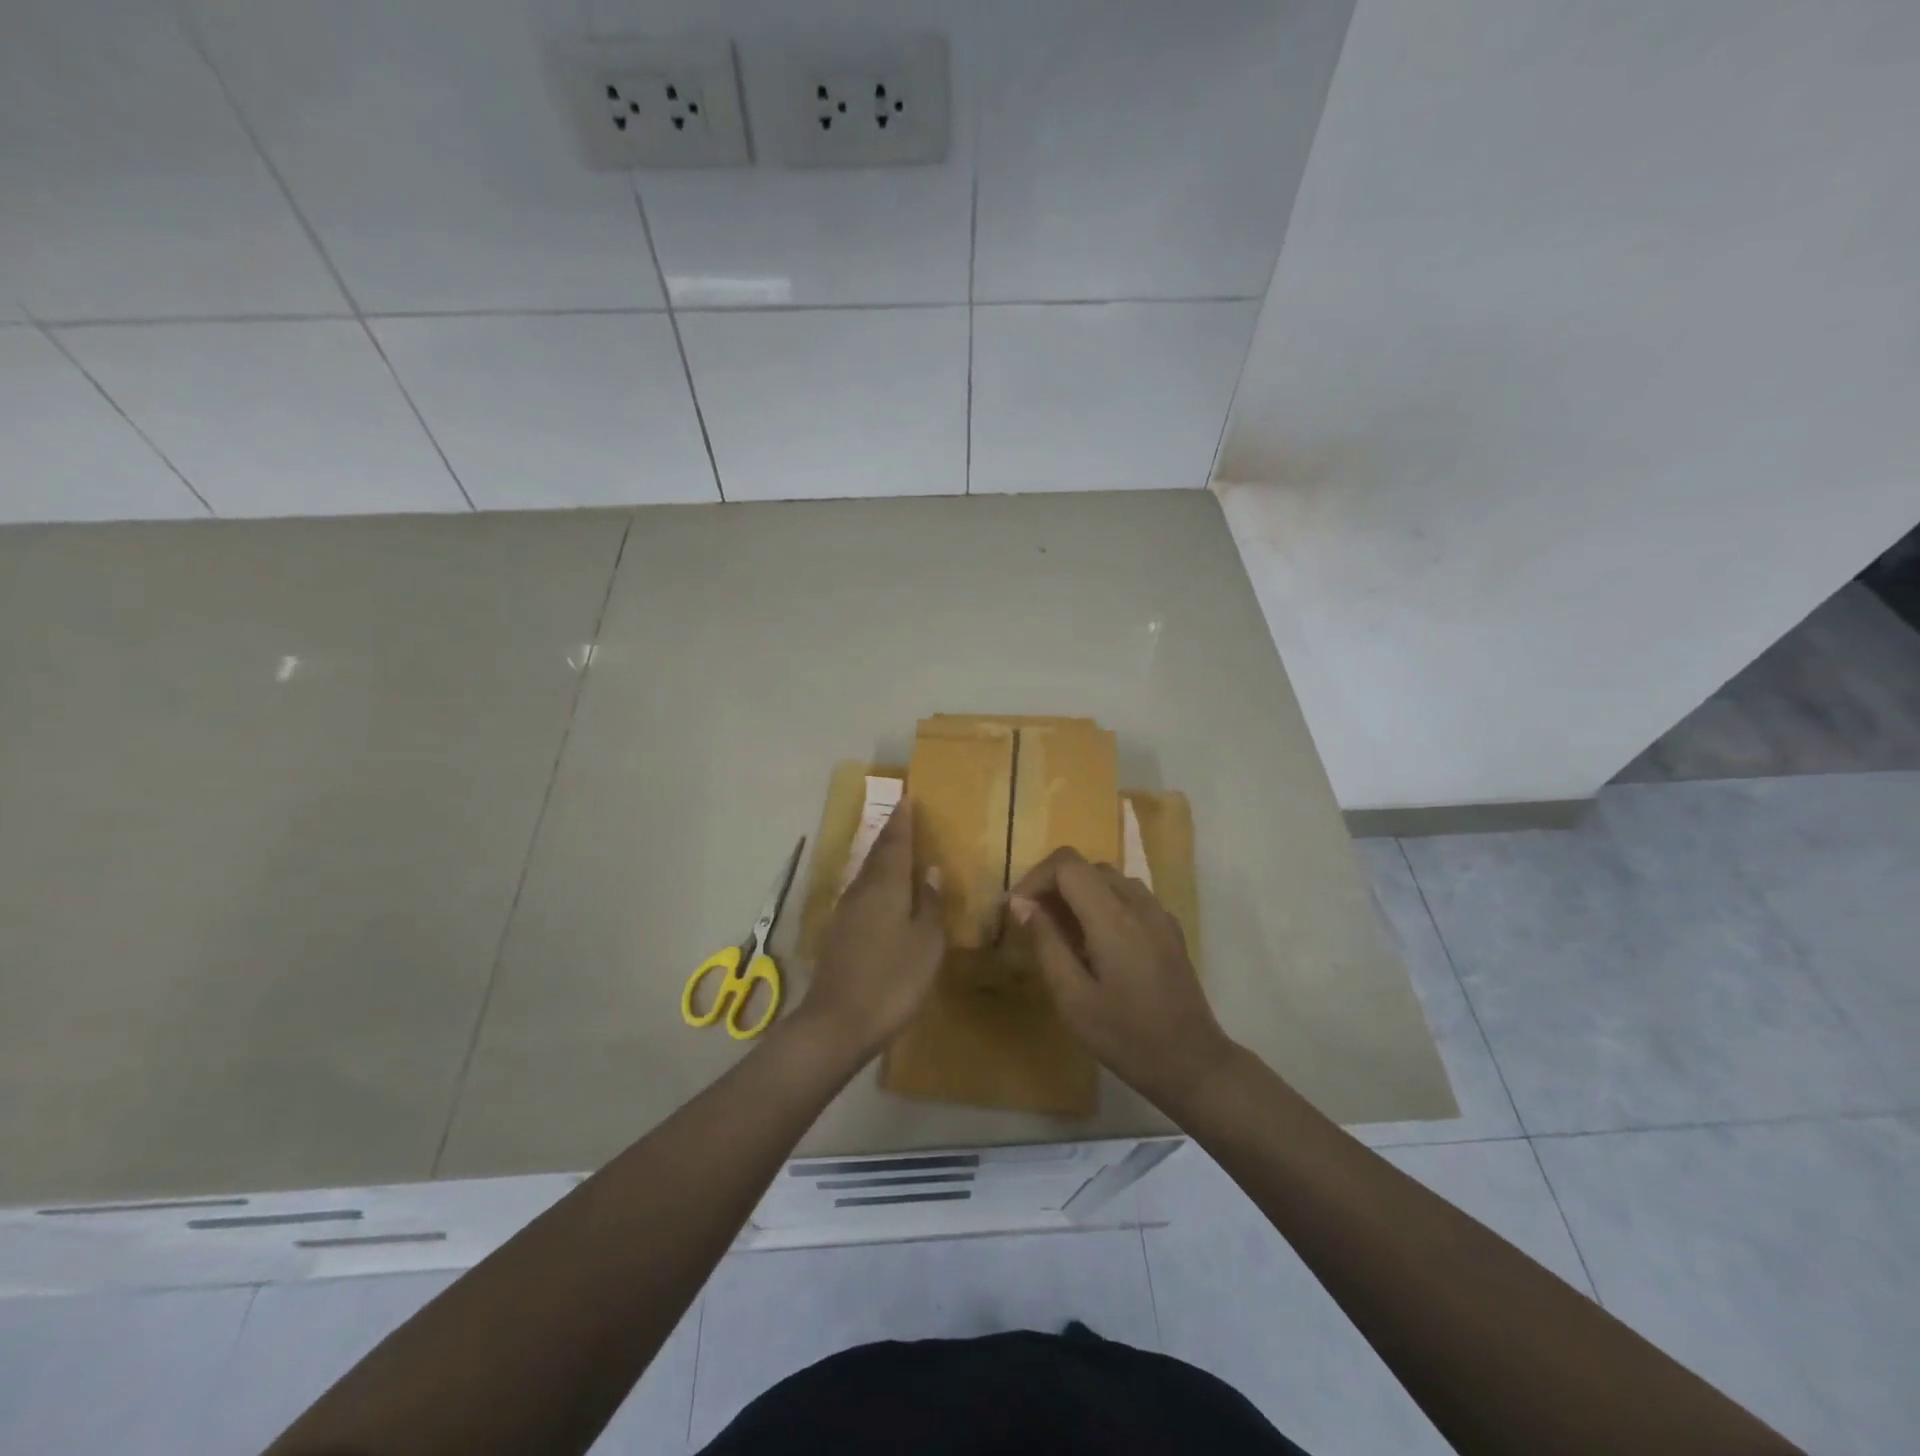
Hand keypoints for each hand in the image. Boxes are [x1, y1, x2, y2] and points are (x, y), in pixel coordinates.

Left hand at [801, 801, 945, 1060]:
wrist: (838, 1022)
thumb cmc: (893, 980)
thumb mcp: (926, 944)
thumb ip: (930, 905)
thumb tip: (931, 872)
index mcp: (886, 886)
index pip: (895, 843)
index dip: (903, 821)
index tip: (907, 798)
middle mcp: (862, 890)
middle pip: (877, 854)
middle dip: (890, 833)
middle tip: (903, 816)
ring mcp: (845, 912)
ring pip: (866, 873)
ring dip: (881, 856)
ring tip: (896, 847)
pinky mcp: (838, 933)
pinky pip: (861, 893)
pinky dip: (875, 881)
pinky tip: (882, 891)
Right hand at [1009, 848, 1234, 1106]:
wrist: (1192, 1063)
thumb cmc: (1126, 1037)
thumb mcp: (1073, 998)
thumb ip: (1046, 943)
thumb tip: (1021, 903)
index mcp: (1113, 918)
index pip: (1068, 864)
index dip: (1036, 877)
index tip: (1019, 909)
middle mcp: (1139, 904)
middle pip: (1088, 866)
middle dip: (1054, 884)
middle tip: (1034, 922)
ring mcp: (1159, 914)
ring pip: (1110, 878)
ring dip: (1079, 892)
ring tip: (1063, 932)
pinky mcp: (1169, 929)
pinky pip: (1130, 896)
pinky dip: (1103, 902)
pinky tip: (1097, 941)